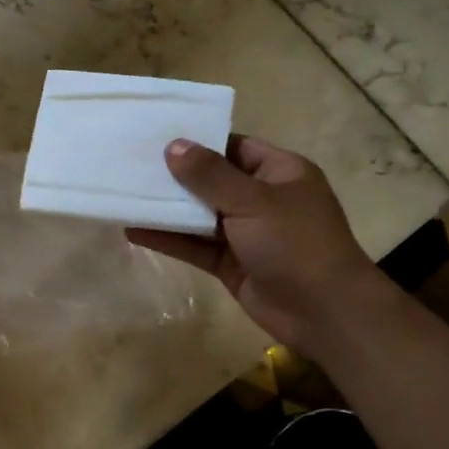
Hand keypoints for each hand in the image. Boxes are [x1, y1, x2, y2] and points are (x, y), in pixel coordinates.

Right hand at [128, 136, 397, 357]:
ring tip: (125, 194)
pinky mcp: (231, 263)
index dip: (199, 141)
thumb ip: (210, 175)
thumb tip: (174, 146)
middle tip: (131, 163)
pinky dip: (169, 239)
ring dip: (168, 208)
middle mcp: (263, 198)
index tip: (158, 136)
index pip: (234, 146)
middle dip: (176, 175)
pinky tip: (134, 231)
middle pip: (213, 180)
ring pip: (200, 215)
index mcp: (280, 172)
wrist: (323, 312)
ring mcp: (246, 233)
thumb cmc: (295, 243)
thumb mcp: (253, 201)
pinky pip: (195, 246)